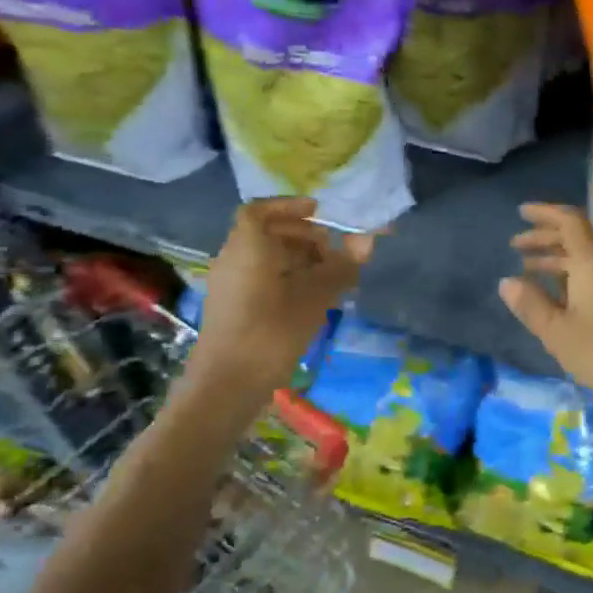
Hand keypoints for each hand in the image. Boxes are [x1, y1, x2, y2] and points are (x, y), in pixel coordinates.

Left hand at [191, 198, 372, 387]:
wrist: (226, 386)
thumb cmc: (271, 332)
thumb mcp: (315, 297)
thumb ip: (341, 267)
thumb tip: (366, 241)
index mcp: (247, 248)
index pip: (259, 211)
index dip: (288, 206)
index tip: (318, 212)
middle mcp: (232, 260)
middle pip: (265, 234)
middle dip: (301, 236)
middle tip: (333, 249)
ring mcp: (229, 286)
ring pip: (264, 259)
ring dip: (296, 260)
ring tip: (329, 277)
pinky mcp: (232, 310)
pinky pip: (260, 279)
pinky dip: (286, 279)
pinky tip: (310, 299)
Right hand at [499, 203, 592, 409]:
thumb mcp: (558, 332)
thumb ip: (531, 305)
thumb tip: (507, 281)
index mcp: (592, 262)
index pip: (568, 221)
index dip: (544, 213)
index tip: (521, 213)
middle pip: (577, 238)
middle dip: (545, 238)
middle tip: (517, 246)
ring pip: (588, 258)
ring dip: (558, 259)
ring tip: (530, 271)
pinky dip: (574, 275)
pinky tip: (560, 294)